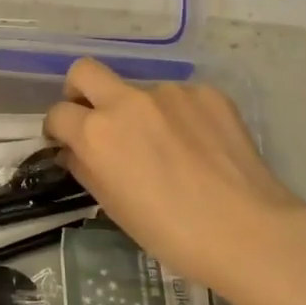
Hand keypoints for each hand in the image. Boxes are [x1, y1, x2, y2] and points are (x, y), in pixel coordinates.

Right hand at [44, 58, 305, 304]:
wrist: (247, 231)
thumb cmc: (171, 233)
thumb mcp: (114, 207)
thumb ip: (87, 169)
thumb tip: (74, 151)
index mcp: (97, 133)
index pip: (58, 113)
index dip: (58, 129)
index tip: (66, 142)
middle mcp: (127, 101)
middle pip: (84, 71)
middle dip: (80, 91)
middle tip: (95, 119)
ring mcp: (170, 92)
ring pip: (138, 89)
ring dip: (138, 110)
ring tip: (166, 147)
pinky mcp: (206, 93)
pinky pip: (179, 97)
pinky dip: (178, 116)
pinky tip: (198, 146)